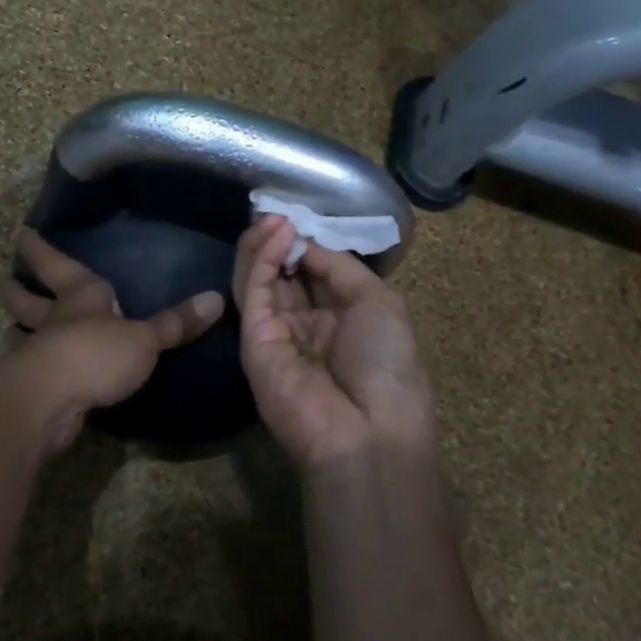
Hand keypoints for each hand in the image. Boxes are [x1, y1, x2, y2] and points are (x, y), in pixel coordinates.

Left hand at [1, 228, 223, 453]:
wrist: (49, 401)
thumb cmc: (96, 354)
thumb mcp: (145, 339)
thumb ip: (175, 323)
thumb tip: (216, 298)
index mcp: (82, 297)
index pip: (58, 265)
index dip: (42, 250)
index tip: (23, 234)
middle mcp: (54, 320)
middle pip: (29, 300)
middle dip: (20, 290)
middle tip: (7, 282)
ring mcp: (37, 354)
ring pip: (22, 334)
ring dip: (18, 330)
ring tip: (12, 327)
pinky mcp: (32, 388)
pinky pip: (30, 370)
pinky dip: (29, 368)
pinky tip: (34, 373)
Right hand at [234, 215, 433, 471]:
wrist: (369, 431)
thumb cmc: (388, 365)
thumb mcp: (378, 301)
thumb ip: (338, 266)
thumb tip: (303, 240)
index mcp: (340, 317)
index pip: (313, 270)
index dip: (306, 241)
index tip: (299, 213)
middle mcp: (306, 323)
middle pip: (283, 272)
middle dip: (280, 239)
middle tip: (275, 209)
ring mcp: (276, 332)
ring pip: (260, 279)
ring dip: (264, 244)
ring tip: (272, 216)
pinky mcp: (253, 340)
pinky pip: (254, 293)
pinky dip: (259, 261)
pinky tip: (273, 234)